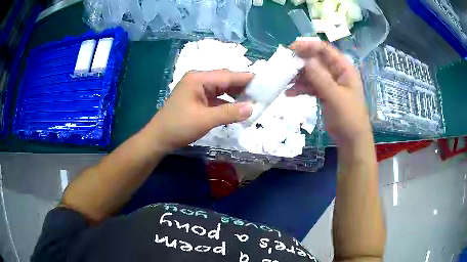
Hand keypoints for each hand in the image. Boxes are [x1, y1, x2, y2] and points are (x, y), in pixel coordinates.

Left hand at [148, 70, 252, 150]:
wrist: (159, 138)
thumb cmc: (178, 127)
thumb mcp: (205, 120)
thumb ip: (229, 113)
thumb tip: (252, 108)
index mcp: (199, 79)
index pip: (228, 75)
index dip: (247, 79)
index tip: (265, 83)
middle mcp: (199, 79)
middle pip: (226, 80)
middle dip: (243, 87)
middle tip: (261, 95)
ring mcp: (197, 89)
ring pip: (222, 88)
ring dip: (236, 95)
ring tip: (253, 101)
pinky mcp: (197, 98)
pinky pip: (217, 97)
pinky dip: (227, 102)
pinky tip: (237, 108)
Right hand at [289, 40, 371, 145]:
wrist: (351, 140)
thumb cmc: (349, 117)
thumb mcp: (335, 97)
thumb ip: (320, 78)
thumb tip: (305, 59)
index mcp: (344, 68)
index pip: (325, 50)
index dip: (309, 46)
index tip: (291, 49)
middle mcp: (336, 73)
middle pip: (316, 60)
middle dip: (300, 62)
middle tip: (284, 65)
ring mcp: (330, 83)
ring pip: (311, 73)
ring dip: (298, 76)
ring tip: (284, 81)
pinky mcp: (324, 93)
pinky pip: (310, 86)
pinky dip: (300, 88)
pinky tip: (289, 93)